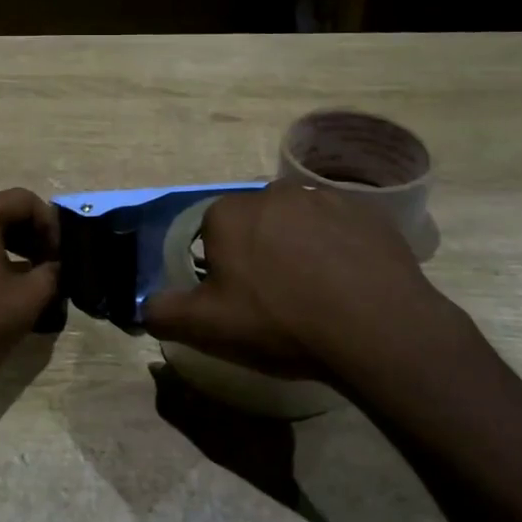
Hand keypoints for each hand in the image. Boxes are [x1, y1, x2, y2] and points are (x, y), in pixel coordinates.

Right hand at [143, 180, 483, 412]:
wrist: (376, 328)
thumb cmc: (281, 323)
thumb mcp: (208, 328)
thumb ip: (164, 312)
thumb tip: (144, 305)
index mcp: (229, 214)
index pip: (211, 234)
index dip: (223, 268)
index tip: (241, 300)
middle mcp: (272, 193)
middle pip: (255, 224)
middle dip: (260, 252)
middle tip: (278, 300)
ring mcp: (323, 198)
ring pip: (298, 223)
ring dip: (300, 247)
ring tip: (319, 294)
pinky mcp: (367, 212)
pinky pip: (340, 228)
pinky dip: (340, 249)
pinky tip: (350, 284)